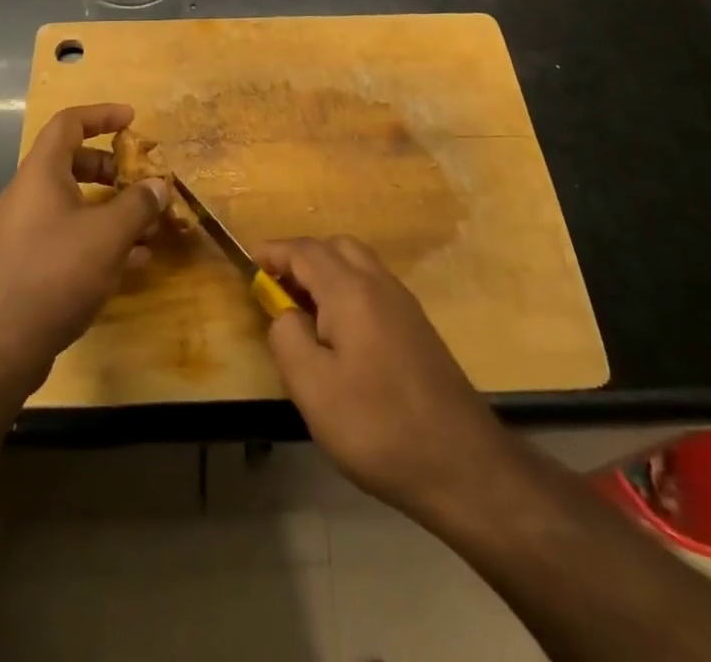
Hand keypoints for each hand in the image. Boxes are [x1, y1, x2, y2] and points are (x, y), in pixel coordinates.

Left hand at [0, 104, 170, 392]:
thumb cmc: (56, 274)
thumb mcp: (108, 235)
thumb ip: (138, 204)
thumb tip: (159, 185)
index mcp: (40, 174)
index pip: (68, 123)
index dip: (101, 115)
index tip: (132, 119)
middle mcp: (26, 195)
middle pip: (71, 163)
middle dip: (111, 168)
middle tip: (141, 180)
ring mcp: (21, 231)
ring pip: (72, 204)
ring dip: (110, 208)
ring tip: (146, 227)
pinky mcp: (24, 265)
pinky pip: (66, 236)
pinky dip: (97, 238)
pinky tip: (129, 263)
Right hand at [259, 236, 513, 522]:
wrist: (462, 464)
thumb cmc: (378, 426)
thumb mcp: (313, 389)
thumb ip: (287, 338)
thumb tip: (283, 312)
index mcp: (350, 290)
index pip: (304, 251)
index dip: (274, 252)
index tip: (248, 262)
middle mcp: (379, 284)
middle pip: (335, 247)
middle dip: (301, 257)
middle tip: (275, 287)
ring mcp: (404, 303)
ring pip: (358, 262)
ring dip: (326, 270)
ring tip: (303, 308)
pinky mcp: (418, 326)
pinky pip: (374, 285)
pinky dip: (348, 287)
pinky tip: (340, 330)